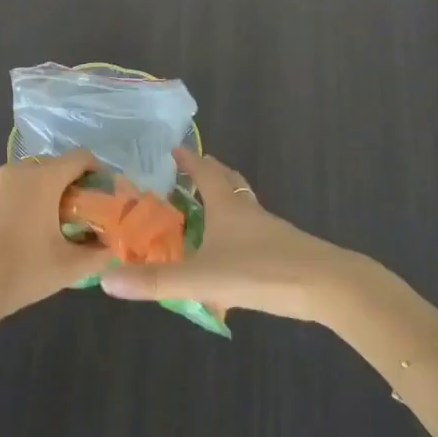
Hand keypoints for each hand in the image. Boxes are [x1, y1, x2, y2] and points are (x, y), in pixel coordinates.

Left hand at [0, 151, 112, 324]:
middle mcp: (17, 171)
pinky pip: (8, 193)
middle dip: (71, 187)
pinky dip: (21, 205)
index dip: (98, 172)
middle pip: (54, 166)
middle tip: (81, 218)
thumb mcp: (67, 268)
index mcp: (42, 178)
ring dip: (44, 196)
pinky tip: (20, 239)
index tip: (104, 198)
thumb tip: (110, 248)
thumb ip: (96, 254)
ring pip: (28, 180)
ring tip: (51, 231)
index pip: (80, 157)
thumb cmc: (18, 271)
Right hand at [99, 149, 353, 322]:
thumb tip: (108, 279)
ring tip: (208, 214)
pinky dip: (240, 234)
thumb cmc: (261, 270)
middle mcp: (248, 211)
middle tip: (190, 175)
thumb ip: (157, 280)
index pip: (205, 171)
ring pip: (244, 208)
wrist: (328, 287)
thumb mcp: (202, 278)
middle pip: (228, 182)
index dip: (189, 160)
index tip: (174, 149)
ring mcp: (271, 230)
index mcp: (227, 206)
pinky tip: (234, 257)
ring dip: (225, 204)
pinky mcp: (286, 251)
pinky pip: (256, 234)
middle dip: (209, 174)